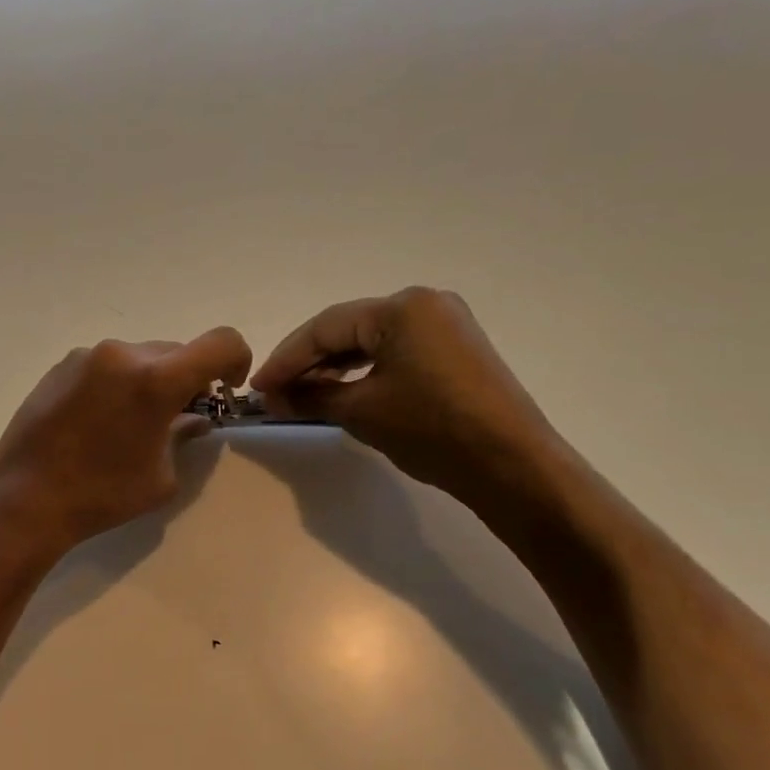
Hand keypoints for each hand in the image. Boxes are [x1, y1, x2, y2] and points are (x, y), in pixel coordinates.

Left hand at [0, 328, 252, 558]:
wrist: (24, 499)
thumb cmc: (102, 494)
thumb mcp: (161, 476)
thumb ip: (185, 436)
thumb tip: (193, 418)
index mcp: (155, 378)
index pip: (221, 342)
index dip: (237, 360)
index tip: (225, 391)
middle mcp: (122, 354)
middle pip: (177, 351)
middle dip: (188, 379)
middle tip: (178, 417)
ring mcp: (86, 356)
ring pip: (139, 356)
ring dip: (150, 380)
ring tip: (131, 423)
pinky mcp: (60, 366)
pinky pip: (106, 365)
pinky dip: (117, 383)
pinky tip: (98, 421)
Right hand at [250, 288, 561, 501]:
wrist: (513, 466)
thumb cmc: (432, 430)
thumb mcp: (361, 412)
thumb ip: (311, 396)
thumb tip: (273, 396)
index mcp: (401, 307)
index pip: (325, 327)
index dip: (286, 358)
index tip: (257, 387)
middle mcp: (425, 303)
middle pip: (348, 328)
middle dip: (308, 362)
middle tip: (276, 392)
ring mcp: (445, 324)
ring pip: (371, 340)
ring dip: (334, 367)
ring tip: (302, 395)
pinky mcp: (456, 349)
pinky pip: (396, 351)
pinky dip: (365, 370)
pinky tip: (342, 391)